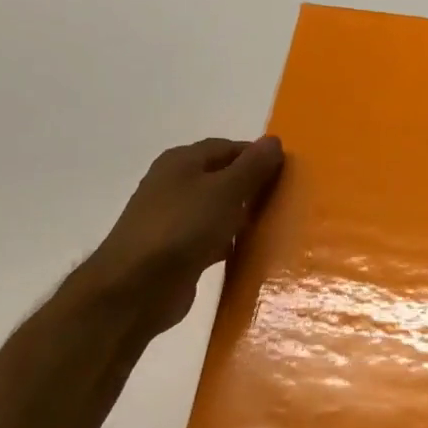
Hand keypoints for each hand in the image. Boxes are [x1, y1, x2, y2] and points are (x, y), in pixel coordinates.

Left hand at [80, 136, 283, 331]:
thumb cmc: (183, 228)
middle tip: (288, 199)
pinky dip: (231, 242)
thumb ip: (252, 167)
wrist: (137, 286)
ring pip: (218, 210)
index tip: (289, 172)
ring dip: (244, 216)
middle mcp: (174, 185)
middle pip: (222, 178)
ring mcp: (174, 220)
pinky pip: (212, 239)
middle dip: (253, 186)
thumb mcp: (225, 191)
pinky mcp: (178, 251)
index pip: (227, 147)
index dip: (257, 156)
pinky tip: (251, 252)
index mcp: (181, 162)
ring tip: (277, 225)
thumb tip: (274, 141)